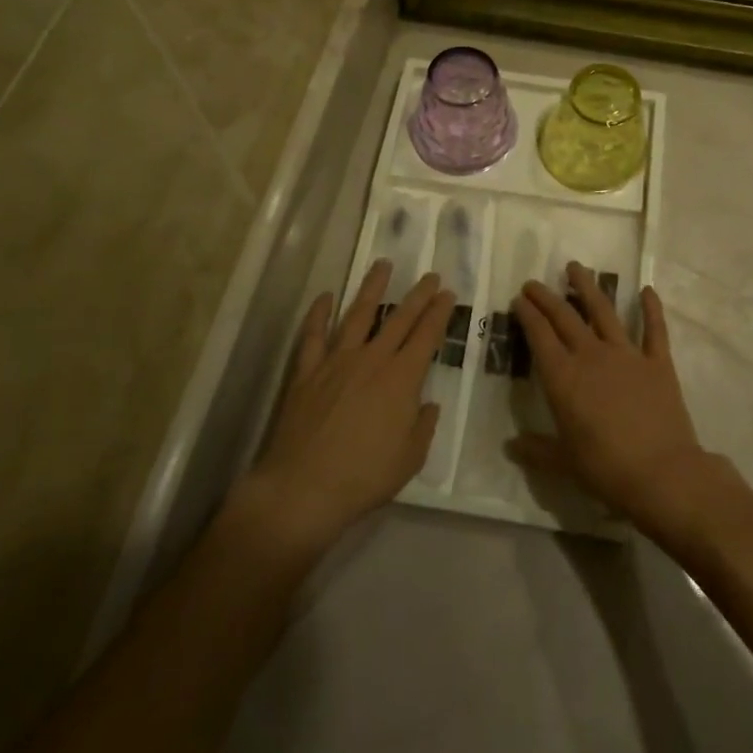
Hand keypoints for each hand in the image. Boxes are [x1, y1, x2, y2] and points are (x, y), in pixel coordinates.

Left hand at [238, 263, 453, 555]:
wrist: (304, 488)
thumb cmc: (364, 477)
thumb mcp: (410, 458)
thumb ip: (423, 426)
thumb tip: (428, 404)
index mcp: (402, 378)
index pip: (427, 335)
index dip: (439, 313)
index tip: (448, 294)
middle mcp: (372, 359)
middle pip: (399, 318)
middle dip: (418, 295)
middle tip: (430, 275)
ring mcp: (336, 361)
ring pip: (358, 315)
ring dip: (372, 288)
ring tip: (382, 265)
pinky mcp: (307, 372)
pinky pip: (313, 336)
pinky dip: (318, 314)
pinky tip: (325, 297)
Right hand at [507, 263, 712, 532]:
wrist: (662, 473)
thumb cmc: (607, 469)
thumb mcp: (565, 463)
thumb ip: (537, 450)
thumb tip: (510, 446)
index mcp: (564, 378)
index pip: (539, 337)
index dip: (528, 315)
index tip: (519, 299)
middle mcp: (592, 356)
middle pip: (565, 317)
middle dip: (546, 297)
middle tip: (534, 282)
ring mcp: (627, 355)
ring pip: (603, 311)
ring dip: (588, 287)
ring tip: (576, 267)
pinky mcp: (658, 362)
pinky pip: (654, 329)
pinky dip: (651, 308)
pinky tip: (647, 290)